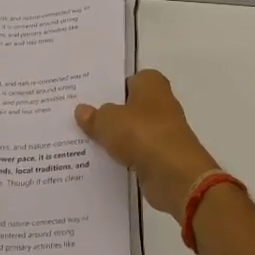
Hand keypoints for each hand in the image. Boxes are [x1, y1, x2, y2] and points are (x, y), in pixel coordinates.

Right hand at [75, 69, 220, 214]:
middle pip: (128, 106)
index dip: (108, 87)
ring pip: (131, 131)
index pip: (127, 79)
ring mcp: (163, 132)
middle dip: (108, 113)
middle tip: (79, 119)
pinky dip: (122, 158)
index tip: (86, 97)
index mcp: (151, 84)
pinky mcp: (162, 157)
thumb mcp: (108, 121)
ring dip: (114, 138)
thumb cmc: (143, 134)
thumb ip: (94, 116)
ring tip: (83, 141)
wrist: (175, 175)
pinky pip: (135, 153)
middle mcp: (160, 103)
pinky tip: (100, 162)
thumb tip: (82, 111)